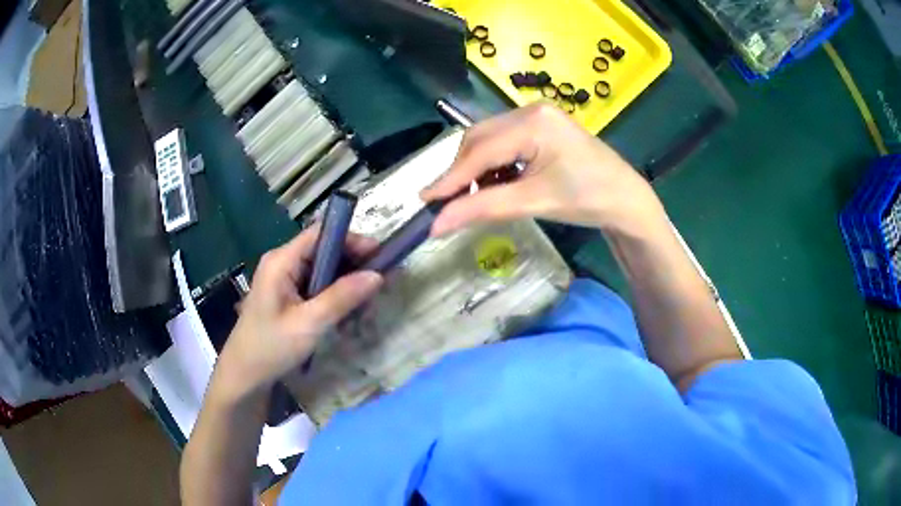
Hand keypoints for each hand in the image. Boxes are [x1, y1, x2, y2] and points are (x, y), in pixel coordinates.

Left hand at [214, 227, 382, 400]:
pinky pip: (315, 284)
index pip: (321, 234)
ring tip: (368, 297)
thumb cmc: (271, 348)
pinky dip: (333, 292)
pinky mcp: (286, 294)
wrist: (244, 375)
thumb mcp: (309, 324)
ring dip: (345, 279)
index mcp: (281, 261)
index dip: (351, 239)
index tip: (379, 256)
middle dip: (352, 262)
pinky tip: (347, 308)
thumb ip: (342, 298)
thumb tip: (378, 275)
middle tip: (379, 281)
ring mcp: (283, 278)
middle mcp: (281, 262)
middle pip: (323, 249)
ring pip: (321, 268)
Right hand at [422, 103, 665, 235]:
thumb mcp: (534, 202)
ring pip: (488, 140)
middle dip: (463, 172)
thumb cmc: (588, 199)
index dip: (450, 178)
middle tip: (452, 203)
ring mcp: (536, 116)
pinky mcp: (540, 127)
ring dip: (477, 169)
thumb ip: (483, 208)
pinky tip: (500, 184)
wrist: (626, 200)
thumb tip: (436, 225)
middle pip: (479, 139)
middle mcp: (530, 110)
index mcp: (533, 122)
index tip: (425, 201)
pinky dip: (494, 165)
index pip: (480, 150)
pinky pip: (503, 142)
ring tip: (481, 197)